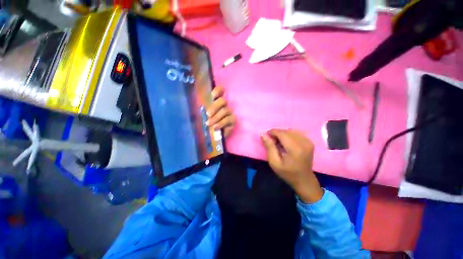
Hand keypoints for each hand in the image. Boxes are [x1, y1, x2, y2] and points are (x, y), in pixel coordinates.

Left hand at [206, 86, 235, 136]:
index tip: (213, 95)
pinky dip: (221, 123)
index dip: (218, 91)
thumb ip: (201, 110)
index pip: (220, 91)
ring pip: (225, 110)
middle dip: (215, 106)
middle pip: (223, 101)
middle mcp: (224, 105)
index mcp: (215, 102)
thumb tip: (197, 106)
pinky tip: (215, 127)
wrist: (213, 136)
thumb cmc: (207, 124)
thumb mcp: (202, 116)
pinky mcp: (233, 120)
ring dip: (216, 117)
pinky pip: (228, 119)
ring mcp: (229, 112)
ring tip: (209, 123)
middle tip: (208, 114)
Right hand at [261, 129, 322, 202]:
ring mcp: (308, 141)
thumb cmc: (287, 173)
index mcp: (295, 149)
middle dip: (277, 133)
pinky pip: (296, 133)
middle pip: (286, 131)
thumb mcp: (274, 162)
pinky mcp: (309, 142)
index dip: (272, 132)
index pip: (282, 133)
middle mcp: (303, 142)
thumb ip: (269, 147)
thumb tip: (263, 134)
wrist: (304, 180)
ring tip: (278, 142)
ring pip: (291, 131)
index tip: (266, 135)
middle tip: (271, 141)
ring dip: (283, 134)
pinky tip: (286, 142)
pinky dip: (289, 135)